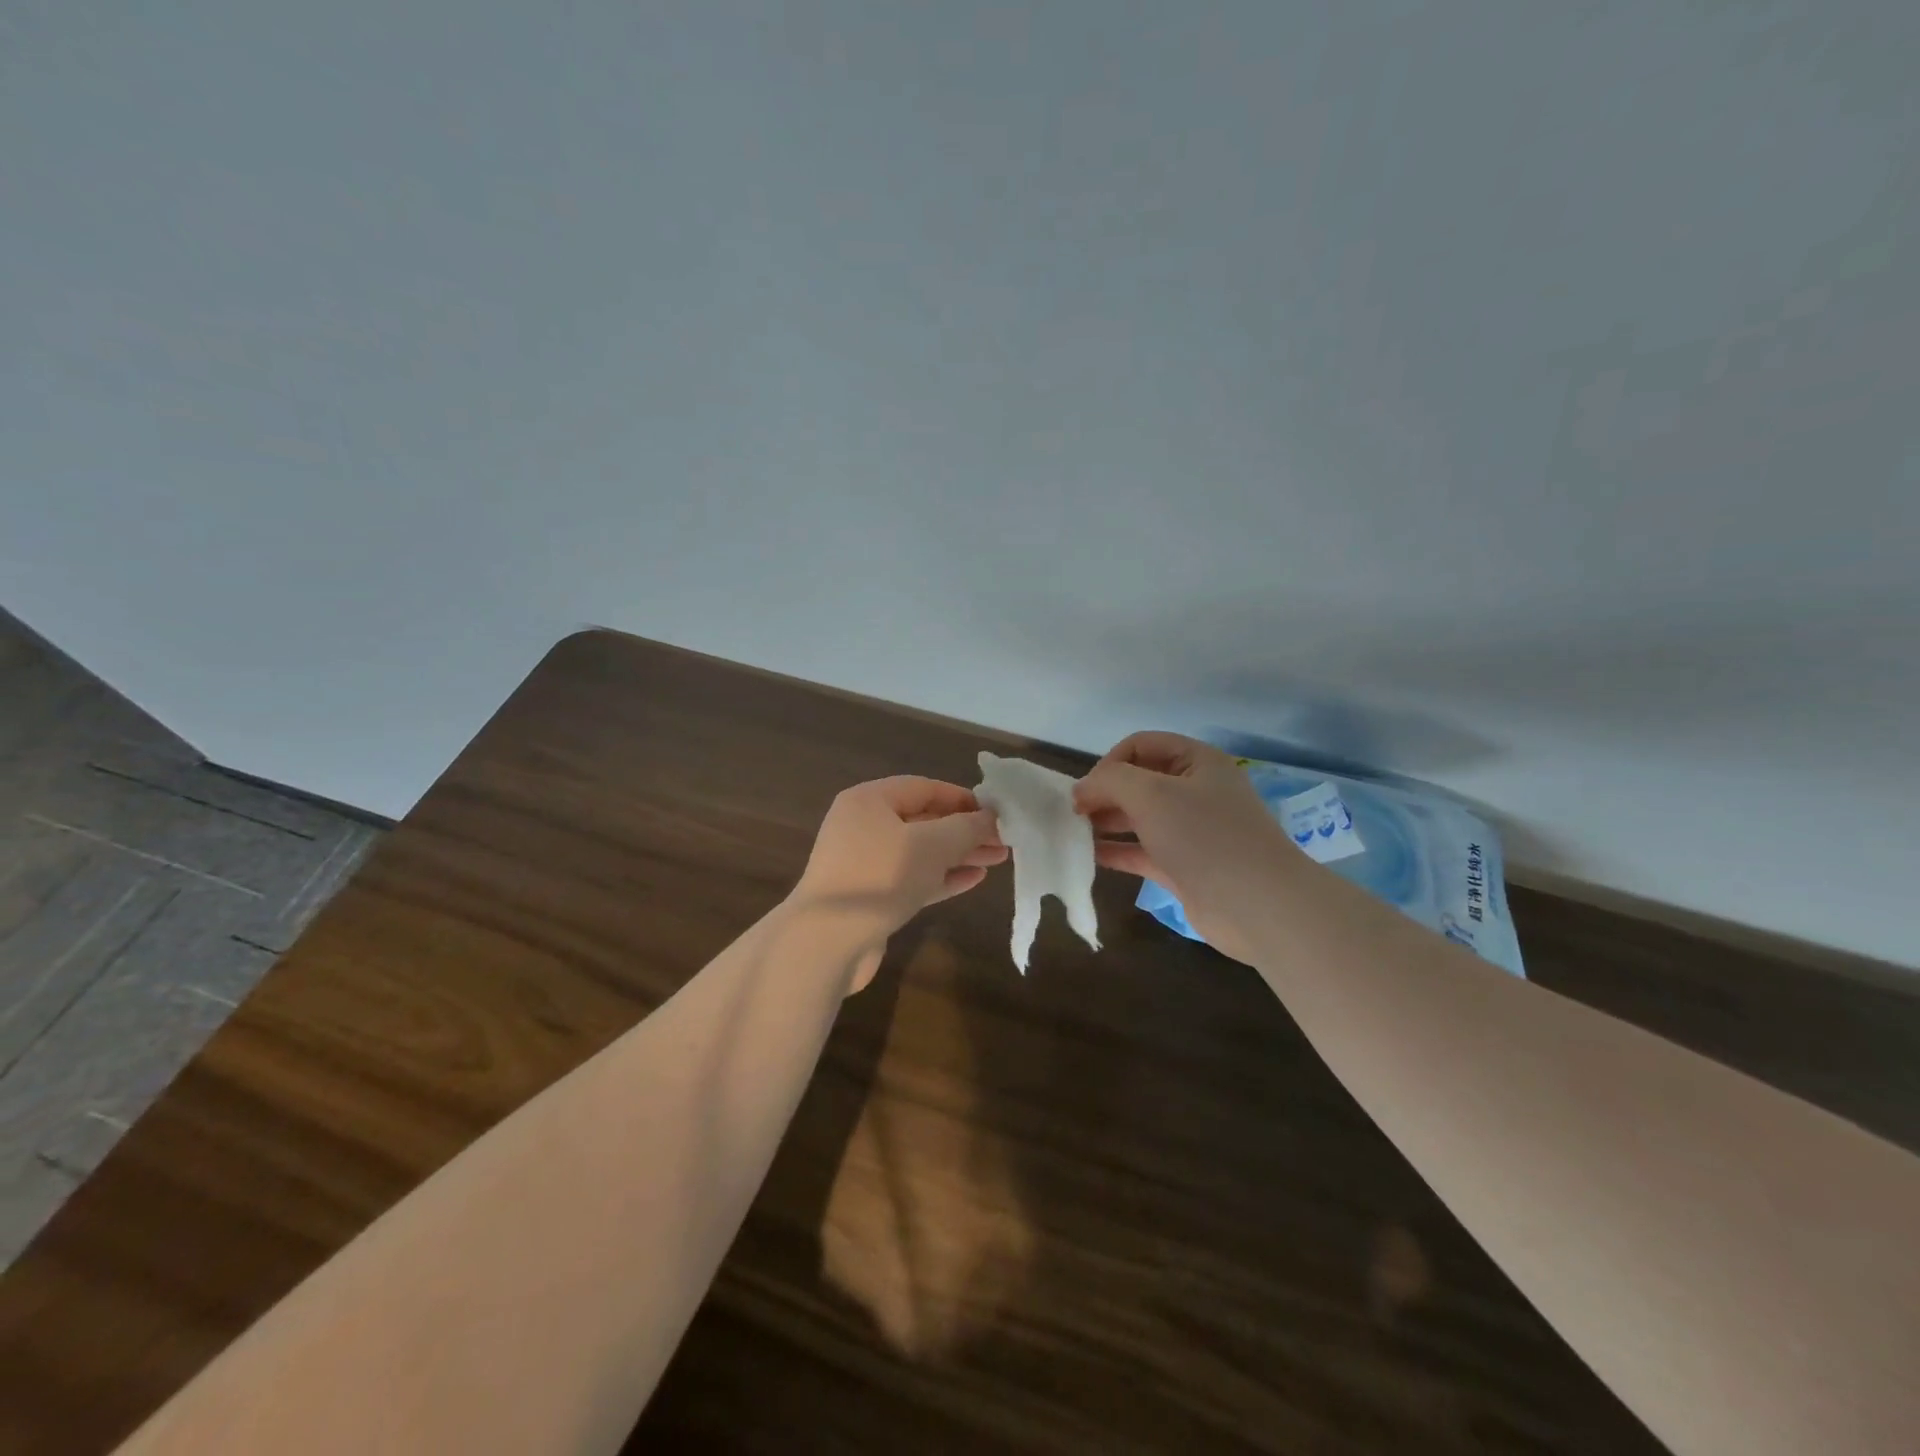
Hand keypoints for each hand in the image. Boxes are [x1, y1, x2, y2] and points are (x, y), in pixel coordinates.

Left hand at [792, 777, 1006, 991]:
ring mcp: (863, 862)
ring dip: (958, 855)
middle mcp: (863, 825)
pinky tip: (974, 880)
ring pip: (920, 852)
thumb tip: (992, 817)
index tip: (997, 812)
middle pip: (924, 820)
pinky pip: (911, 878)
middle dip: (965, 830)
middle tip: (1004, 840)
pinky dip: (941, 877)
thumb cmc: (880, 877)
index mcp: (869, 801)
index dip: (962, 798)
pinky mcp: (869, 896)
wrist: (826, 942)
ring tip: (998, 859)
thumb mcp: (931, 846)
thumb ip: (966, 828)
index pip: (924, 788)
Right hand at [1072, 732, 1291, 963]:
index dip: (1110, 761)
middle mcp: (1196, 791)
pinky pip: (1143, 850)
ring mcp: (1192, 831)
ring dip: (1107, 821)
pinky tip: (1089, 857)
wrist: (1257, 905)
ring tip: (1075, 832)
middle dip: (1104, 792)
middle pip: (1139, 781)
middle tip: (1074, 813)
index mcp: (1197, 762)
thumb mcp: (1151, 794)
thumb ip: (1110, 781)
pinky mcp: (1185, 866)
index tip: (1087, 788)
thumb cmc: (1205, 836)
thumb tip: (1082, 790)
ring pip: (1140, 817)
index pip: (1142, 745)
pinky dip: (1117, 850)